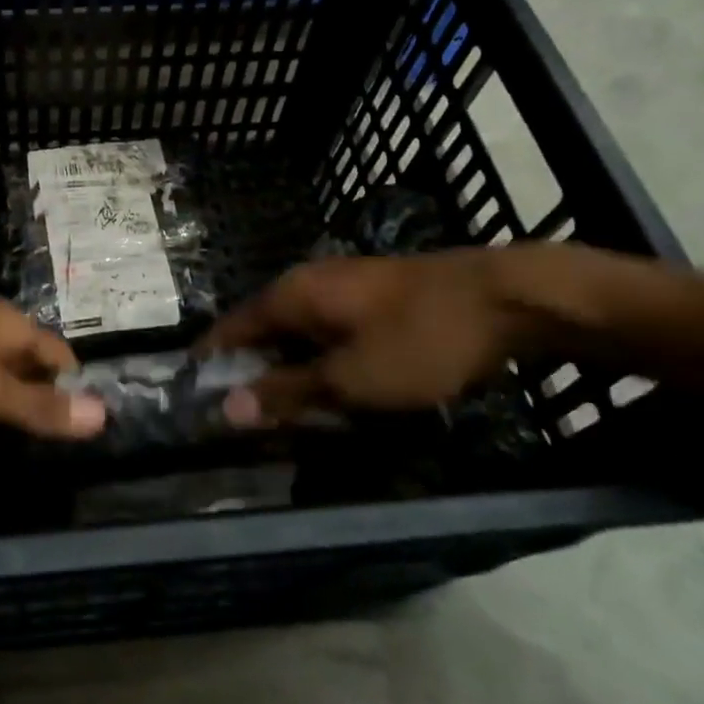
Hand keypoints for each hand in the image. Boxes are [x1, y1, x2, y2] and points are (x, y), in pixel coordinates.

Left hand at [0, 295, 105, 439]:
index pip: (60, 356)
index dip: (73, 393)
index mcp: (8, 321)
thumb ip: (41, 406)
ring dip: (2, 397)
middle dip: (38, 397)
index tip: (77, 438)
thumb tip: (106, 412)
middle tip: (43, 448)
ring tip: (4, 440)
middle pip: (27, 358)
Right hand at [201, 249, 549, 425]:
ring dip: (290, 370)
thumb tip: (226, 408)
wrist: (506, 299)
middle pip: (263, 329)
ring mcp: (343, 285)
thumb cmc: (419, 339)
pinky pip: (329, 331)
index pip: (231, 328)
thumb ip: (287, 392)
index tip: (197, 399)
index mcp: (291, 294)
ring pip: (299, 332)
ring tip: (288, 413)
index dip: (212, 362)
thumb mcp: (351, 379)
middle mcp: (308, 282)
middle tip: (247, 421)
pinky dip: (321, 360)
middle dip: (253, 372)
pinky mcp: (373, 296)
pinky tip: (335, 388)